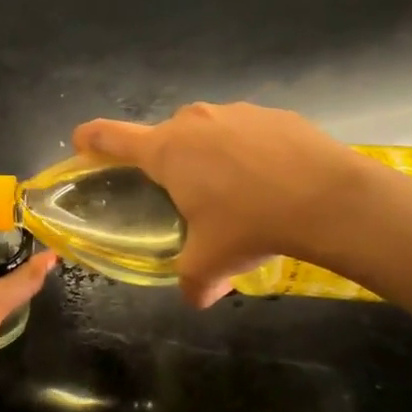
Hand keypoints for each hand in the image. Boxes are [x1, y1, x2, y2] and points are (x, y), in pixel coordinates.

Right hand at [73, 103, 368, 307]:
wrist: (331, 200)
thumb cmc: (252, 224)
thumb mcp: (212, 262)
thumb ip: (193, 281)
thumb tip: (196, 299)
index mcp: (166, 152)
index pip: (110, 137)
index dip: (90, 139)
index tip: (80, 142)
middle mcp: (193, 122)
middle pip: (164, 136)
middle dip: (167, 160)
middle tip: (184, 194)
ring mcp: (235, 112)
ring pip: (207, 131)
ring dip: (209, 154)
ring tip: (235, 189)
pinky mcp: (273, 114)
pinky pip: (246, 131)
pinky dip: (248, 150)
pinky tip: (270, 178)